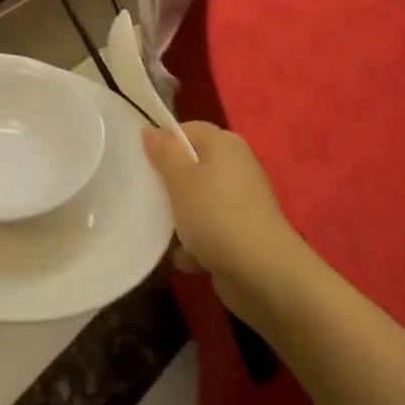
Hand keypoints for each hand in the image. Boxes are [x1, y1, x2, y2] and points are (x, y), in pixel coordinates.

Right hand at [143, 122, 297, 312]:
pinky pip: (211, 231)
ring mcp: (242, 203)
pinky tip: (182, 258)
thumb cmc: (215, 215)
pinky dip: (197, 244)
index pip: (188, 130)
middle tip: (145, 194)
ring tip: (160, 229)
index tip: (142, 162)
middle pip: (193, 166)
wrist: (262, 273)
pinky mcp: (243, 234)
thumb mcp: (179, 179)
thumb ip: (164, 153)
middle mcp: (237, 167)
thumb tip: (151, 131)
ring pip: (200, 200)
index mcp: (225, 145)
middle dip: (170, 182)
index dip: (163, 143)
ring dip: (181, 216)